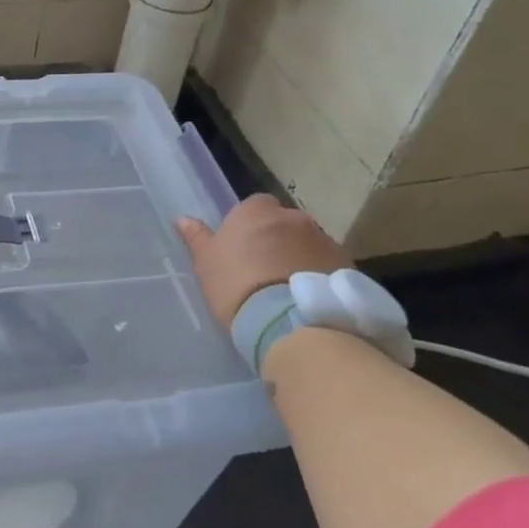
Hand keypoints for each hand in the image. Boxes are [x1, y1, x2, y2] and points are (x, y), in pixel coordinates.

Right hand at [176, 195, 349, 327]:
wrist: (288, 321)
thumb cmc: (236, 285)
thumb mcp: (206, 264)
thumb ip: (197, 238)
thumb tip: (182, 219)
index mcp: (255, 210)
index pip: (255, 206)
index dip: (250, 227)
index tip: (244, 250)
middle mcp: (292, 216)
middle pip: (285, 223)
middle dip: (279, 240)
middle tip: (267, 270)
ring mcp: (323, 239)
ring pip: (309, 243)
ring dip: (301, 256)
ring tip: (290, 289)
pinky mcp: (346, 264)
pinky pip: (329, 264)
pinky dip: (320, 274)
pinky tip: (309, 299)